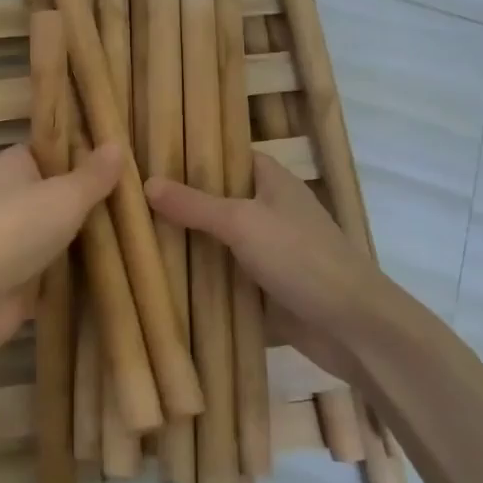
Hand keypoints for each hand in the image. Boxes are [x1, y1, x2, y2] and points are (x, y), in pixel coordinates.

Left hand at [0, 141, 122, 362]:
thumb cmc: (16, 228)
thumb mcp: (65, 195)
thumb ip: (93, 175)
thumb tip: (117, 145)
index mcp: (14, 166)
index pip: (51, 149)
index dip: (83, 152)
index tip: (123, 158)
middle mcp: (11, 198)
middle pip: (59, 193)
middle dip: (93, 199)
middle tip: (140, 197)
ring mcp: (15, 241)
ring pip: (60, 232)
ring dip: (90, 237)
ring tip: (141, 231)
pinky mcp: (20, 279)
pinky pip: (58, 269)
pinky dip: (80, 271)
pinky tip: (119, 268)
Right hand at [145, 152, 390, 384]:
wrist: (352, 327)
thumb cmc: (301, 257)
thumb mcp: (242, 222)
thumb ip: (194, 204)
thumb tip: (146, 183)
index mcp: (273, 182)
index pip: (229, 156)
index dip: (195, 155)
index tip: (151, 157)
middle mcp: (270, 211)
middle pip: (218, 200)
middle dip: (181, 203)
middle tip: (130, 200)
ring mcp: (268, 252)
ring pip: (219, 241)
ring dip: (187, 244)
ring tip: (134, 236)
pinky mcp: (264, 289)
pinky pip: (224, 277)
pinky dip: (200, 279)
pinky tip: (160, 278)